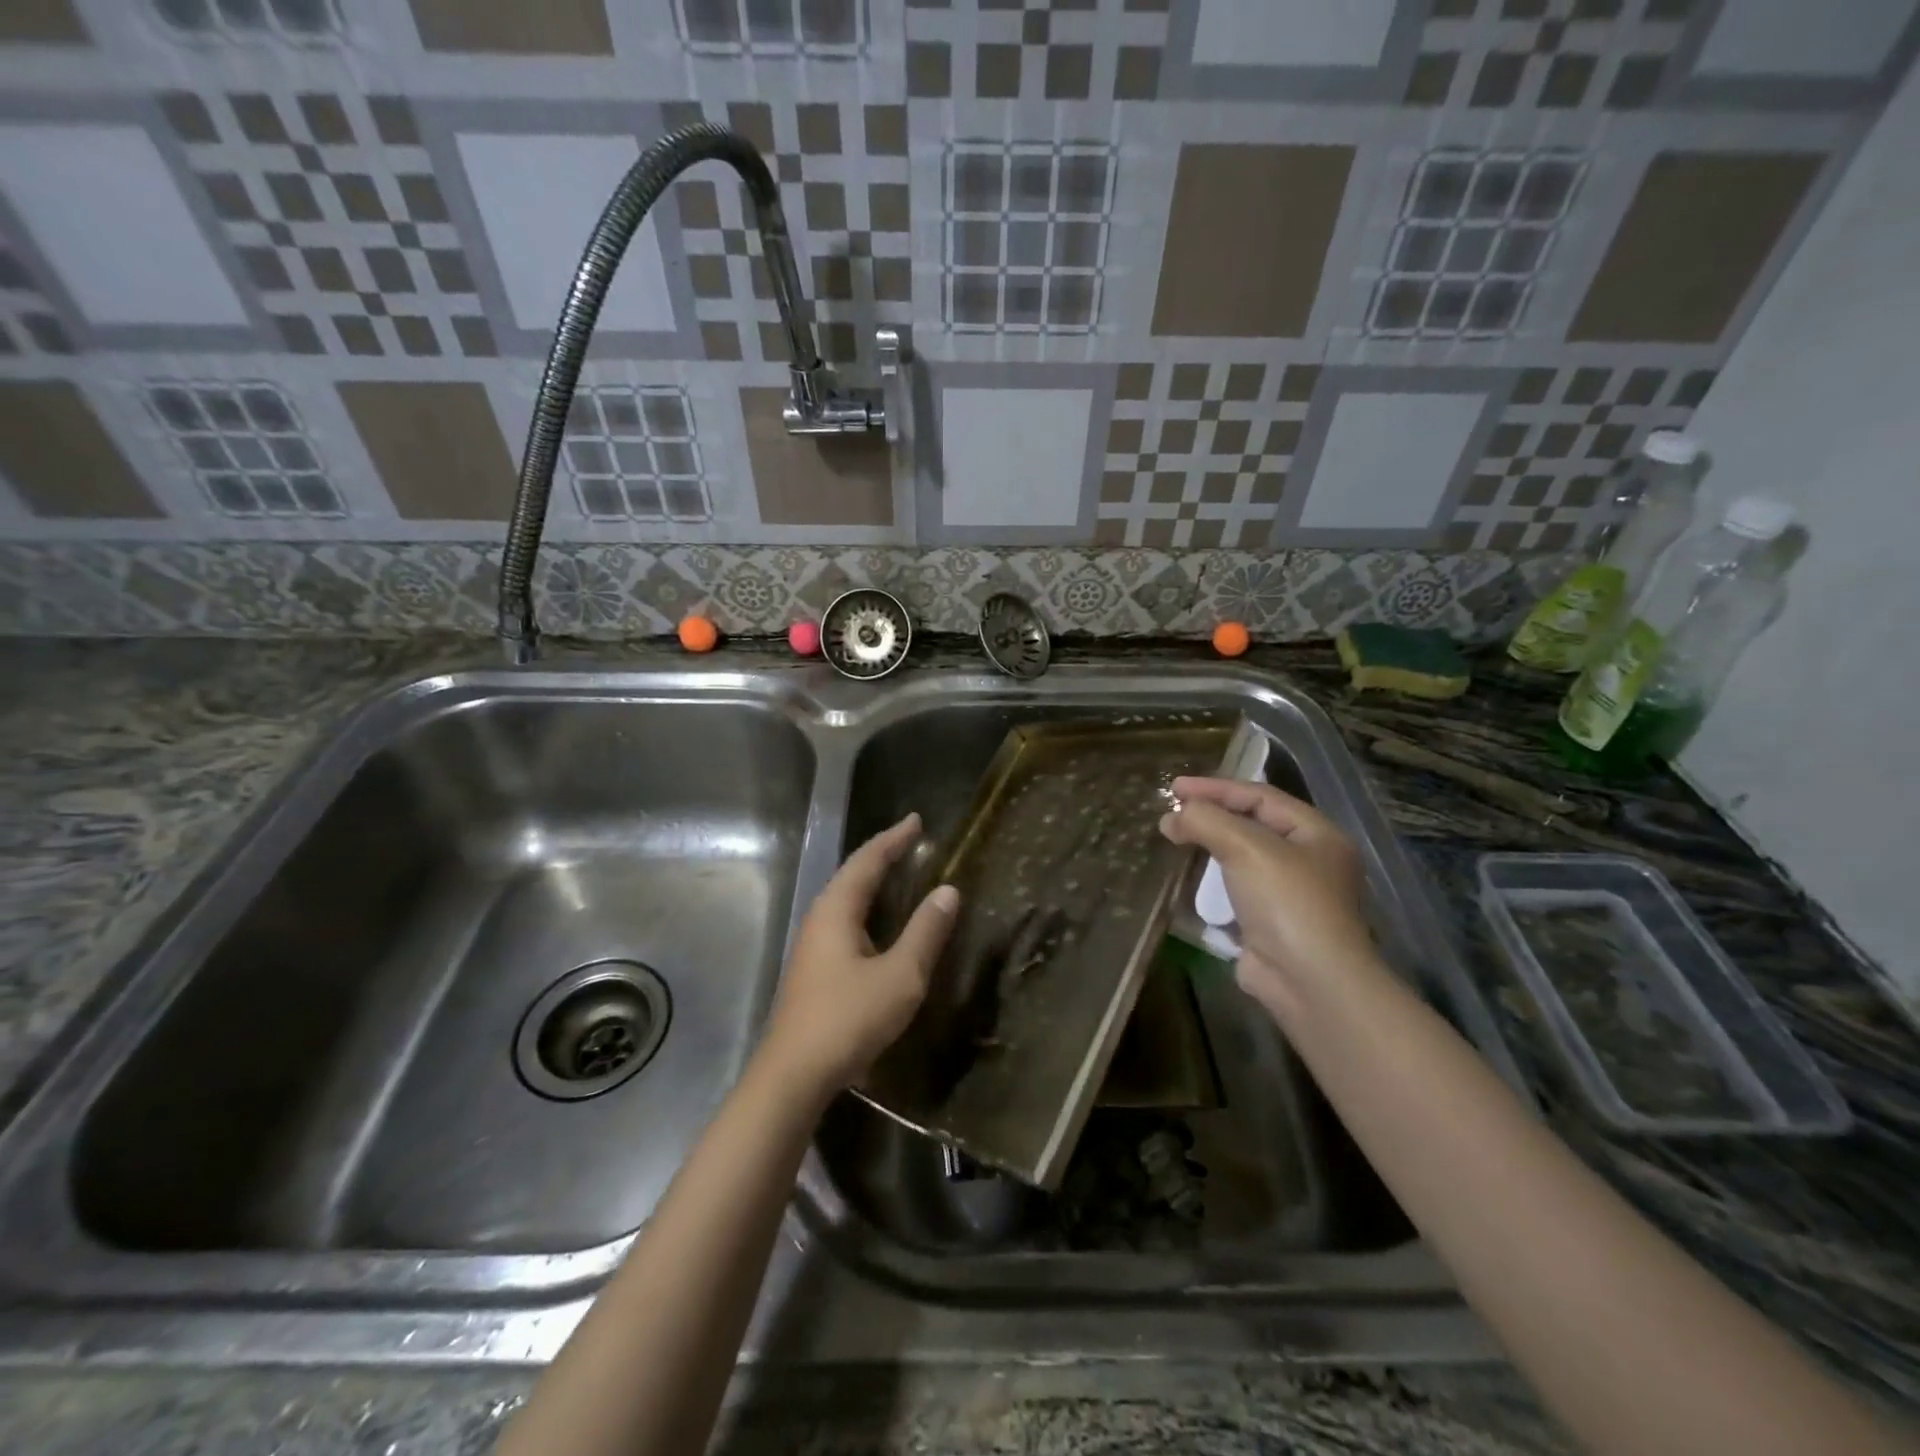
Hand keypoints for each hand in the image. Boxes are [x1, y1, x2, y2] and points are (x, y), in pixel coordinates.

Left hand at [764, 813, 959, 1094]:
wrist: (793, 1076)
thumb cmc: (848, 1019)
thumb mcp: (900, 976)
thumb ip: (925, 932)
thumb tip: (948, 890)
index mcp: (836, 910)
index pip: (868, 861)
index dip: (894, 839)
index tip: (917, 820)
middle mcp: (820, 919)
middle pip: (853, 875)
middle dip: (883, 856)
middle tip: (913, 843)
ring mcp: (814, 946)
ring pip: (847, 900)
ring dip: (874, 882)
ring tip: (902, 874)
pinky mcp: (815, 969)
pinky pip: (846, 921)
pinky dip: (869, 908)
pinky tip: (882, 925)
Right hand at [1160, 778, 1373, 1018]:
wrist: (1309, 982)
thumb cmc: (1287, 902)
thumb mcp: (1247, 848)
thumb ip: (1207, 821)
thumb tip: (1172, 817)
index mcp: (1317, 834)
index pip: (1260, 796)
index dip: (1216, 787)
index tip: (1174, 787)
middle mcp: (1308, 860)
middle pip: (1252, 824)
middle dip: (1210, 815)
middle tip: (1172, 810)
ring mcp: (1289, 895)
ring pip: (1241, 858)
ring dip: (1207, 846)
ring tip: (1173, 838)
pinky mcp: (1269, 923)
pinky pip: (1234, 890)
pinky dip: (1210, 880)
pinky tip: (1185, 876)